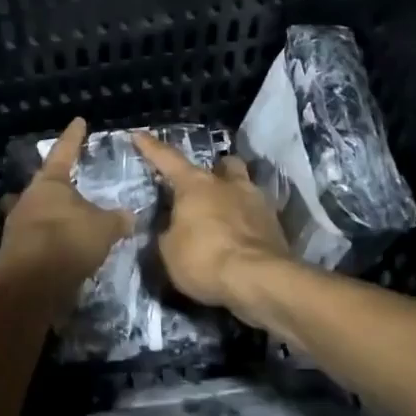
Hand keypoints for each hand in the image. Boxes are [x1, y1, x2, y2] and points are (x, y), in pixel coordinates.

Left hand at [0, 118, 132, 311]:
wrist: (31, 284)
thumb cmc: (68, 239)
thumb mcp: (104, 228)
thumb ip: (116, 219)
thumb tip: (129, 216)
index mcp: (49, 182)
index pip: (64, 151)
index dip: (74, 137)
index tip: (79, 122)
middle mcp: (29, 199)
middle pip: (43, 185)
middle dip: (55, 184)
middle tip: (70, 183)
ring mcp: (18, 226)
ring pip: (35, 212)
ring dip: (50, 216)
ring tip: (69, 220)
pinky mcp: (16, 253)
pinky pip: (36, 239)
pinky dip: (50, 242)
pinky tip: (64, 250)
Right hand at [131, 130, 292, 309]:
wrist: (259, 280)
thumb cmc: (205, 259)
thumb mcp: (168, 251)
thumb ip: (166, 233)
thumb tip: (169, 228)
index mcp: (195, 185)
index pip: (167, 159)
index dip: (151, 147)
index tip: (139, 135)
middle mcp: (227, 184)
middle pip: (223, 164)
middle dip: (215, 170)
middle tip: (205, 186)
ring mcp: (256, 202)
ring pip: (245, 185)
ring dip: (235, 194)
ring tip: (226, 212)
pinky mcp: (276, 225)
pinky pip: (258, 215)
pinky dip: (249, 222)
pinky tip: (242, 237)